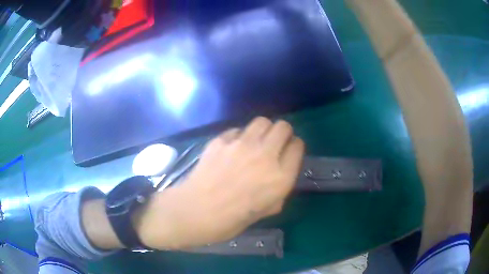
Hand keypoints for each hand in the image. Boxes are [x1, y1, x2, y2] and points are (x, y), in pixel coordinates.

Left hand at [135, 117, 304, 249]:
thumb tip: (278, 174)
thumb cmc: (233, 219)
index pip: (297, 146)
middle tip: (275, 143)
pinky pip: (238, 130)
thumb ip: (279, 190)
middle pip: (283, 127)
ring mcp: (242, 144)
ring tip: (256, 142)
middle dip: (283, 133)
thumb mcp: (266, 210)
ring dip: (263, 130)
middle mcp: (265, 155)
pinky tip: (232, 149)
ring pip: (262, 121)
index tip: (289, 152)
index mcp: (280, 177)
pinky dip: (239, 136)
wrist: (197, 211)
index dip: (294, 147)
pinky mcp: (222, 140)